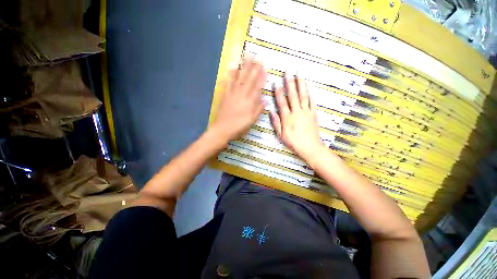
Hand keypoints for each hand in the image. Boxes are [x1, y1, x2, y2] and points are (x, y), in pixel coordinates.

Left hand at [211, 57, 266, 141]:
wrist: (223, 129)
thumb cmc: (239, 126)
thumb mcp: (252, 120)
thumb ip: (258, 109)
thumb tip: (264, 100)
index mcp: (249, 101)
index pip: (257, 86)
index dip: (261, 77)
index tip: (265, 68)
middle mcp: (242, 95)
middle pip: (248, 79)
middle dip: (253, 67)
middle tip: (256, 57)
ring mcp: (232, 93)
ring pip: (239, 78)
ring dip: (243, 67)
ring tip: (246, 57)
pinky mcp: (225, 95)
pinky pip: (228, 82)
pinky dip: (230, 75)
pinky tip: (232, 68)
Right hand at [271, 74, 324, 159]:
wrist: (310, 147)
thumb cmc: (294, 142)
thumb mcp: (281, 135)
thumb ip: (276, 123)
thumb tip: (272, 111)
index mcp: (287, 118)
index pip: (282, 102)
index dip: (278, 92)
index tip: (276, 83)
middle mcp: (296, 112)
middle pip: (293, 95)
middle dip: (290, 83)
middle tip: (288, 72)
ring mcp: (306, 112)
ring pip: (303, 96)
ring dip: (301, 84)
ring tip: (299, 74)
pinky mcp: (313, 114)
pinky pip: (311, 102)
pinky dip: (310, 93)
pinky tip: (308, 87)